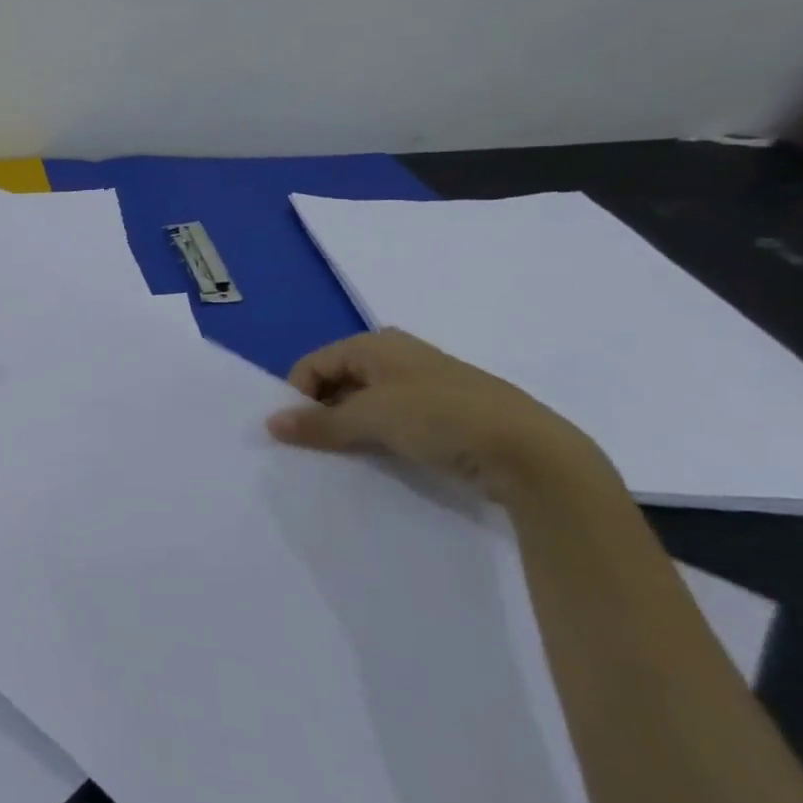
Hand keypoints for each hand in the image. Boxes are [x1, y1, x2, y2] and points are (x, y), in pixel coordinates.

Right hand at [265, 328, 619, 510]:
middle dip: (323, 411)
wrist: (532, 453)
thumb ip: (317, 423)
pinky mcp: (450, 412)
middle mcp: (399, 355)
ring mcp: (427, 383)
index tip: (294, 431)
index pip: (314, 364)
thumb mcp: (369, 419)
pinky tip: (385, 458)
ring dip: (352, 426)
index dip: (297, 395)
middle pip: (340, 380)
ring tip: (348, 455)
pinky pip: (397, 418)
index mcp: (376, 344)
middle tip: (317, 445)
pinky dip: (381, 435)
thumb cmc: (439, 418)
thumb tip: (270, 423)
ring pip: (368, 402)